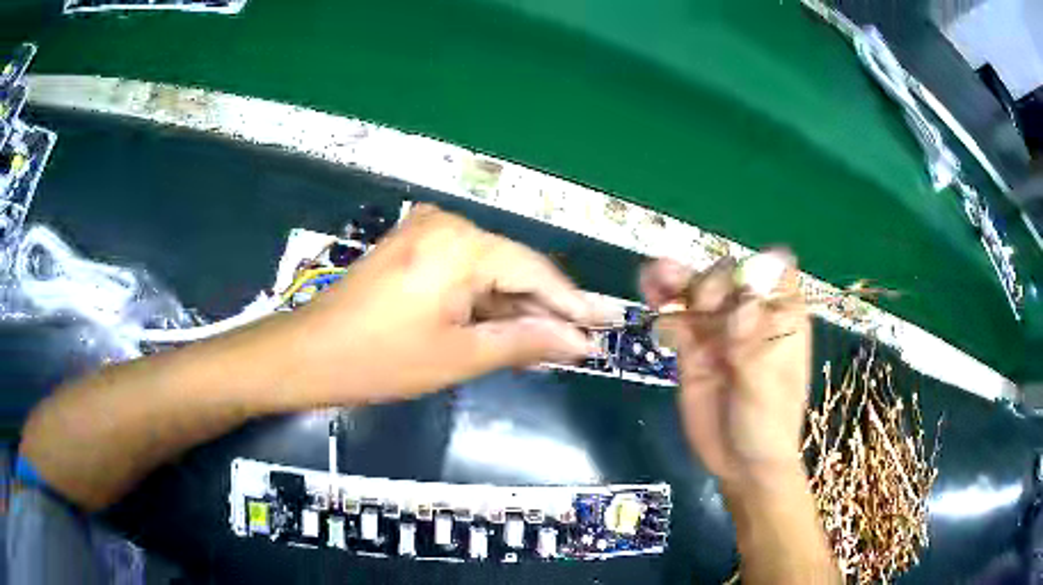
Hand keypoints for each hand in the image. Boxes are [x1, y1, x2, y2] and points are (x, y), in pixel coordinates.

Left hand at [279, 204, 599, 402]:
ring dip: (514, 308)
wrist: (309, 353)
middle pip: (513, 268)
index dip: (571, 303)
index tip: (604, 327)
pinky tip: (504, 328)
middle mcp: (449, 223)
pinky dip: (484, 301)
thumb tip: (580, 343)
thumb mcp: (460, 356)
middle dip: (543, 309)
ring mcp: (427, 231)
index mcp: (462, 244)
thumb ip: (526, 342)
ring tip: (547, 343)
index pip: (535, 269)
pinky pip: (464, 271)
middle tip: (578, 343)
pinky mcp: (413, 245)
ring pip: (489, 271)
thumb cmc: (382, 360)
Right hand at [640, 252, 811, 488]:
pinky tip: (650, 296)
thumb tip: (741, 304)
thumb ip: (753, 348)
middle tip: (701, 304)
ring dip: (678, 280)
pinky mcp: (692, 349)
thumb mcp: (766, 390)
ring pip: (698, 293)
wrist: (740, 464)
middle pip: (730, 277)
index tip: (741, 288)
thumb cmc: (768, 426)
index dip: (758, 269)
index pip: (776, 273)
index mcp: (782, 320)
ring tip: (656, 274)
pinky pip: (676, 319)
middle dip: (712, 281)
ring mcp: (720, 332)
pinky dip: (663, 305)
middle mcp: (751, 317)